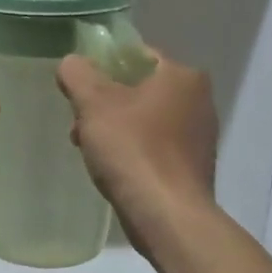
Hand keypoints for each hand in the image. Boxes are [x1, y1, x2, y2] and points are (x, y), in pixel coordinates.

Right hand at [56, 49, 216, 249]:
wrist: (167, 216)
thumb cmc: (133, 150)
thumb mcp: (94, 104)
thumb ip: (78, 74)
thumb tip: (72, 62)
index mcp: (182, 76)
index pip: (137, 55)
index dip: (103, 66)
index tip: (79, 88)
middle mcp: (199, 101)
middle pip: (139, 90)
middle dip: (105, 105)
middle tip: (79, 124)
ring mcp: (199, 137)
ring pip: (144, 120)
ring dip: (114, 130)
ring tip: (89, 150)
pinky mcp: (192, 167)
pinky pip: (154, 148)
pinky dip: (132, 152)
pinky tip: (113, 169)